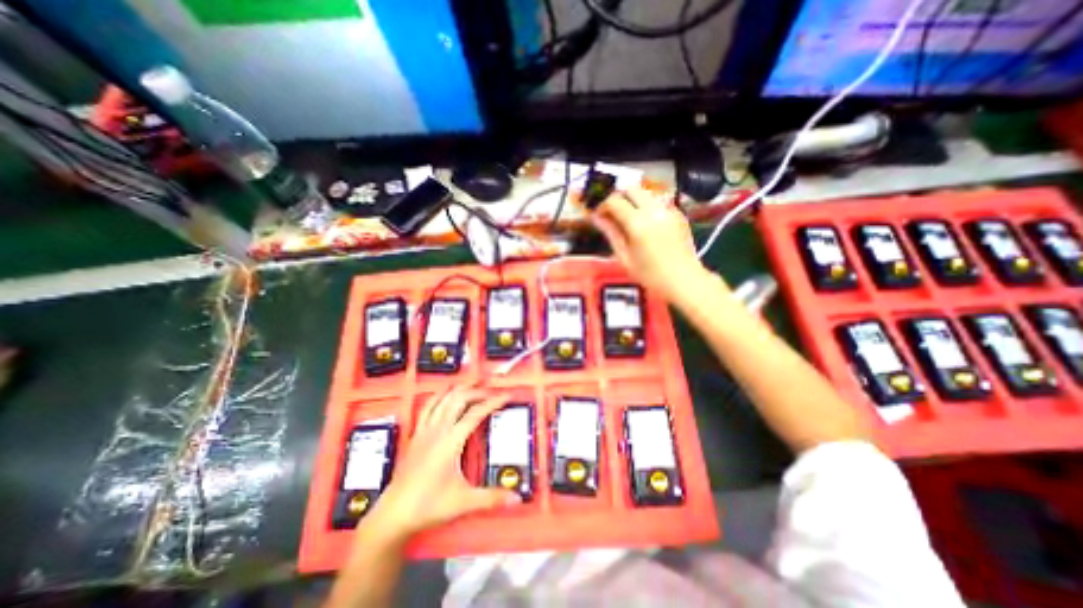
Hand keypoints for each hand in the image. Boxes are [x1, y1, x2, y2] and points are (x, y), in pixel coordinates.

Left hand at [359, 384, 520, 540]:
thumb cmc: (428, 505)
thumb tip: (517, 498)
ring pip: (442, 399)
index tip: (507, 396)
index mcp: (450, 441)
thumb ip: (491, 498)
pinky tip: (443, 394)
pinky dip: (438, 396)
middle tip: (490, 388)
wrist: (393, 515)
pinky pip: (427, 407)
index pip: (476, 414)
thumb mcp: (463, 502)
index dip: (493, 402)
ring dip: (457, 388)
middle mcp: (437, 430)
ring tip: (470, 382)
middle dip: (476, 390)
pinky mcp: (416, 435)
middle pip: (458, 399)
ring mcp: (424, 431)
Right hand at [588, 189, 716, 300]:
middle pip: (631, 188)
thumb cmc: (650, 275)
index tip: (598, 214)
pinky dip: (646, 205)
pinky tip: (645, 222)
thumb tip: (596, 217)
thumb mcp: (624, 257)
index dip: (602, 205)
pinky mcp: (677, 212)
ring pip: (645, 192)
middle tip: (611, 212)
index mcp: (638, 223)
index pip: (614, 201)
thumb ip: (611, 233)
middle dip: (618, 197)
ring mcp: (668, 209)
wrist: (684, 279)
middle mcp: (653, 210)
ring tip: (627, 218)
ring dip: (632, 199)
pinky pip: (657, 200)